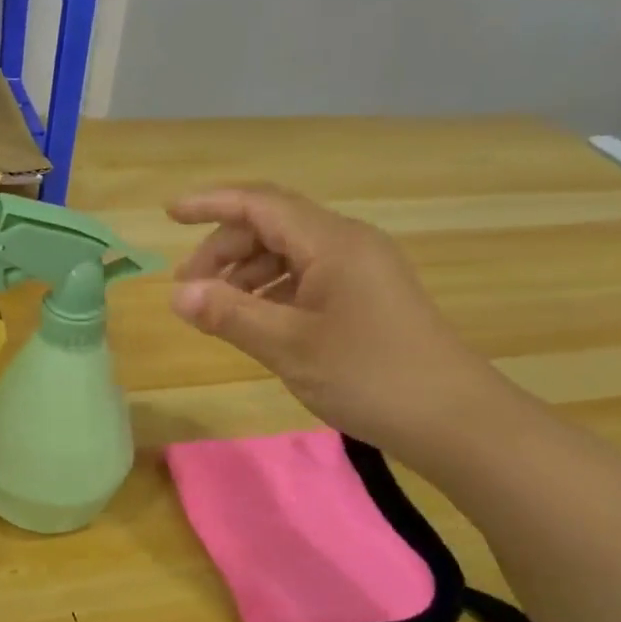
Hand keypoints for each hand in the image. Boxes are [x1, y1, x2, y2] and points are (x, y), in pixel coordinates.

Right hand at [168, 184, 506, 452]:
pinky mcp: (366, 297)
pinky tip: (255, 322)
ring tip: (215, 310)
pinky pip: (307, 279)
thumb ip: (230, 315)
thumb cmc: (369, 375)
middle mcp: (347, 244)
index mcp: (332, 243)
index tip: (169, 214)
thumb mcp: (289, 346)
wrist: (452, 418)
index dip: (211, 203)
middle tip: (187, 289)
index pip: (260, 204)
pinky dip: (272, 292)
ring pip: (288, 254)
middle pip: (272, 227)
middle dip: (223, 249)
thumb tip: (177, 295)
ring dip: (246, 274)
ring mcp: (360, 270)